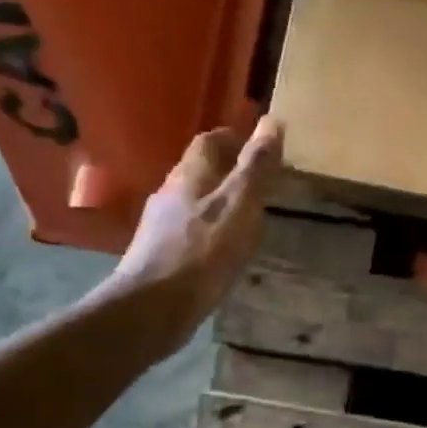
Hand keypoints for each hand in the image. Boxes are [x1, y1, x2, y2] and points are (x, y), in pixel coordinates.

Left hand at [99, 116, 283, 361]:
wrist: (154, 306)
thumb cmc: (204, 250)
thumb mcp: (241, 203)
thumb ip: (256, 165)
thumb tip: (272, 121)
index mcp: (190, 174)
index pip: (210, 141)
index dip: (234, 138)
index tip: (260, 146)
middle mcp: (171, 192)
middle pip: (200, 170)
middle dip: (229, 170)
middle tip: (261, 182)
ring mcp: (161, 224)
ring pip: (194, 200)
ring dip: (219, 201)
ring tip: (248, 215)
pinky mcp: (161, 253)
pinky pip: (190, 229)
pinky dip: (211, 229)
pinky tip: (225, 248)